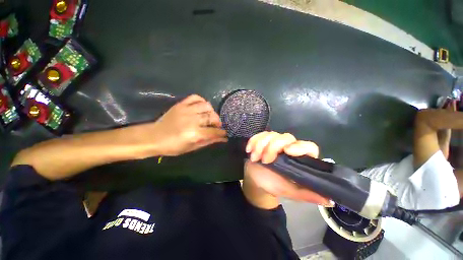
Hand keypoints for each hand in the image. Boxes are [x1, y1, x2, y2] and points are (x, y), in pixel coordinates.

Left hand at [152, 94, 226, 155]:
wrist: (154, 137)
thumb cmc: (173, 146)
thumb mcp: (192, 147)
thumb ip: (208, 141)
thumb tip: (223, 139)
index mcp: (194, 133)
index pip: (214, 131)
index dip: (221, 133)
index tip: (224, 133)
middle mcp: (192, 120)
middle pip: (212, 117)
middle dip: (218, 122)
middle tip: (216, 126)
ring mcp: (186, 110)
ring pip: (206, 106)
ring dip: (212, 112)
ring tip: (210, 117)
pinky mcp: (181, 104)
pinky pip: (195, 97)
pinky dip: (202, 101)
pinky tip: (202, 107)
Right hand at [243, 132, 331, 207]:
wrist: (256, 179)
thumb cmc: (273, 184)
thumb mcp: (290, 192)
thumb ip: (307, 194)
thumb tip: (330, 200)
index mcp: (299, 159)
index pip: (308, 147)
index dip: (300, 147)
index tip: (287, 151)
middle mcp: (289, 147)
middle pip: (286, 137)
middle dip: (272, 147)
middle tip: (265, 160)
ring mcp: (275, 142)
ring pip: (271, 134)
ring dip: (260, 145)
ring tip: (255, 158)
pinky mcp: (263, 140)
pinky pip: (259, 134)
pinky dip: (253, 141)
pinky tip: (249, 150)